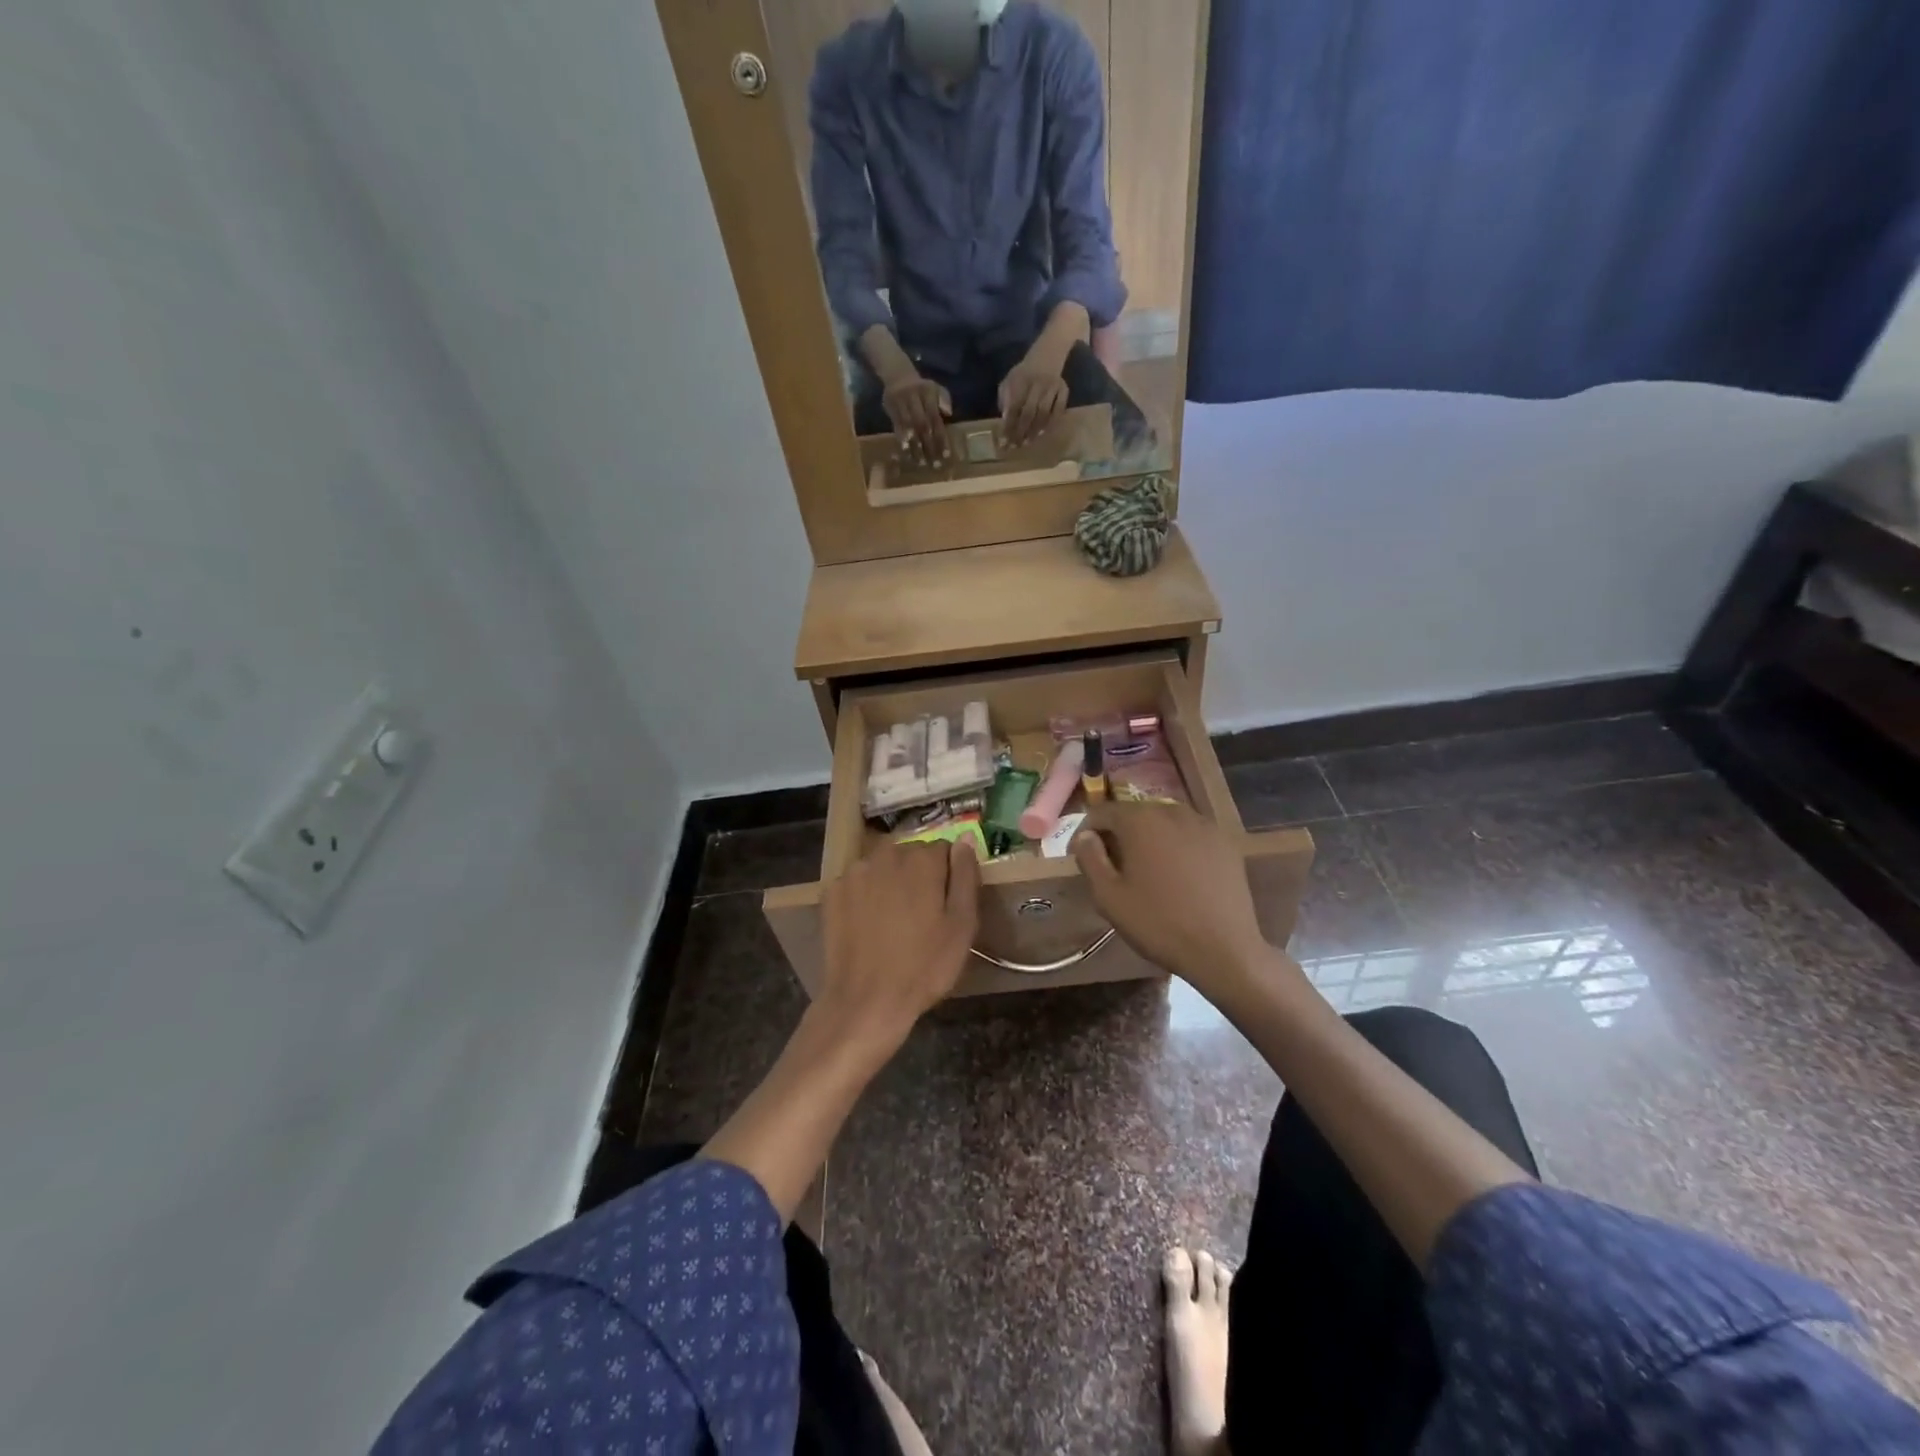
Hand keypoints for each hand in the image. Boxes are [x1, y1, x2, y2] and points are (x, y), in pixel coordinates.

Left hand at [819, 838, 979, 1047]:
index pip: (944, 849)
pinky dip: (866, 895)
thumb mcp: (962, 924)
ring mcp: (855, 871)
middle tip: (922, 916)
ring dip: (891, 883)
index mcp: (922, 859)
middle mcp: (886, 854)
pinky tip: (869, 925)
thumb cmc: (924, 966)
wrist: (867, 1001)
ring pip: (883, 867)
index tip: (947, 904)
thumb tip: (966, 838)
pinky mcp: (832, 891)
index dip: (949, 875)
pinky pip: (859, 883)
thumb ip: (965, 874)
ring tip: (894, 922)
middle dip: (919, 876)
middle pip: (911, 854)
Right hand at [881, 372, 952, 464]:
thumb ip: (944, 399)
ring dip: (915, 447)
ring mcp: (901, 405)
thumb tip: (949, 414)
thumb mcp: (935, 388)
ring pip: (908, 428)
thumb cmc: (921, 388)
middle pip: (922, 425)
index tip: (946, 455)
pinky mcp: (891, 411)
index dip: (941, 437)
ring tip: (921, 463)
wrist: (897, 376)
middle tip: (935, 464)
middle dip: (929, 445)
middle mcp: (913, 399)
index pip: (935, 418)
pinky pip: (896, 428)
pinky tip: (906, 454)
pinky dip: (902, 442)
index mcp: (927, 393)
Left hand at [997, 346, 1069, 447]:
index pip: (1013, 407)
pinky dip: (1051, 423)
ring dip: (1034, 431)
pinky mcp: (1064, 389)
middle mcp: (1037, 383)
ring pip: (1043, 413)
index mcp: (1020, 380)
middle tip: (1015, 446)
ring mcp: (1052, 386)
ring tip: (1027, 443)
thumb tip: (1004, 422)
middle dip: (1020, 432)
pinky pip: (1058, 410)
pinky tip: (1043, 433)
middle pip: (1028, 412)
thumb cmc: (1024, 374)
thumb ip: (1005, 399)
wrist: (1047, 355)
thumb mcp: (1009, 381)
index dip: (1008, 425)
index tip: (1003, 441)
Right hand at [1072, 804, 1270, 996]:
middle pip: (1135, 814)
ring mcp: (1204, 825)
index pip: (1102, 812)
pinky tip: (1177, 876)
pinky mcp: (1225, 843)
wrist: (1224, 950)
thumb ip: (1090, 858)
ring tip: (1145, 871)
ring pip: (1164, 823)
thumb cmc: (1158, 923)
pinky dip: (1176, 847)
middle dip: (1118, 834)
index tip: (1080, 857)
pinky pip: (1190, 836)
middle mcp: (1172, 811)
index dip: (1085, 832)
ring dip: (1149, 839)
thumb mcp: (1109, 896)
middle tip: (1111, 866)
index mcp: (1140, 819)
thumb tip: (1085, 836)